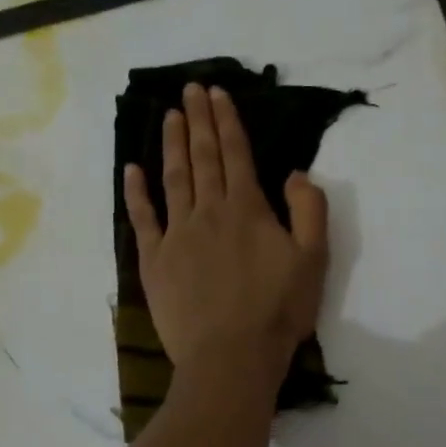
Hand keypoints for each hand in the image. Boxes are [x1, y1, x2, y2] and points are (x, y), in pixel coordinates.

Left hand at [125, 82, 329, 397]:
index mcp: (248, 209)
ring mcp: (177, 235)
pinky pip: (143, 218)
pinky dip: (136, 192)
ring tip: (169, 116)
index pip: (236, 154)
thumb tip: (294, 173)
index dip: (227, 121)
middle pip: (203, 158)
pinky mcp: (155, 261)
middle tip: (190, 89)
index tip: (217, 93)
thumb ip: (309, 210)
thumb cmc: (277, 312)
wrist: (231, 357)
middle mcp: (209, 212)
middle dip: (199, 121)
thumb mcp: (313, 260)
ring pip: (173, 179)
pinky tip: (131, 169)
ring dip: (172, 145)